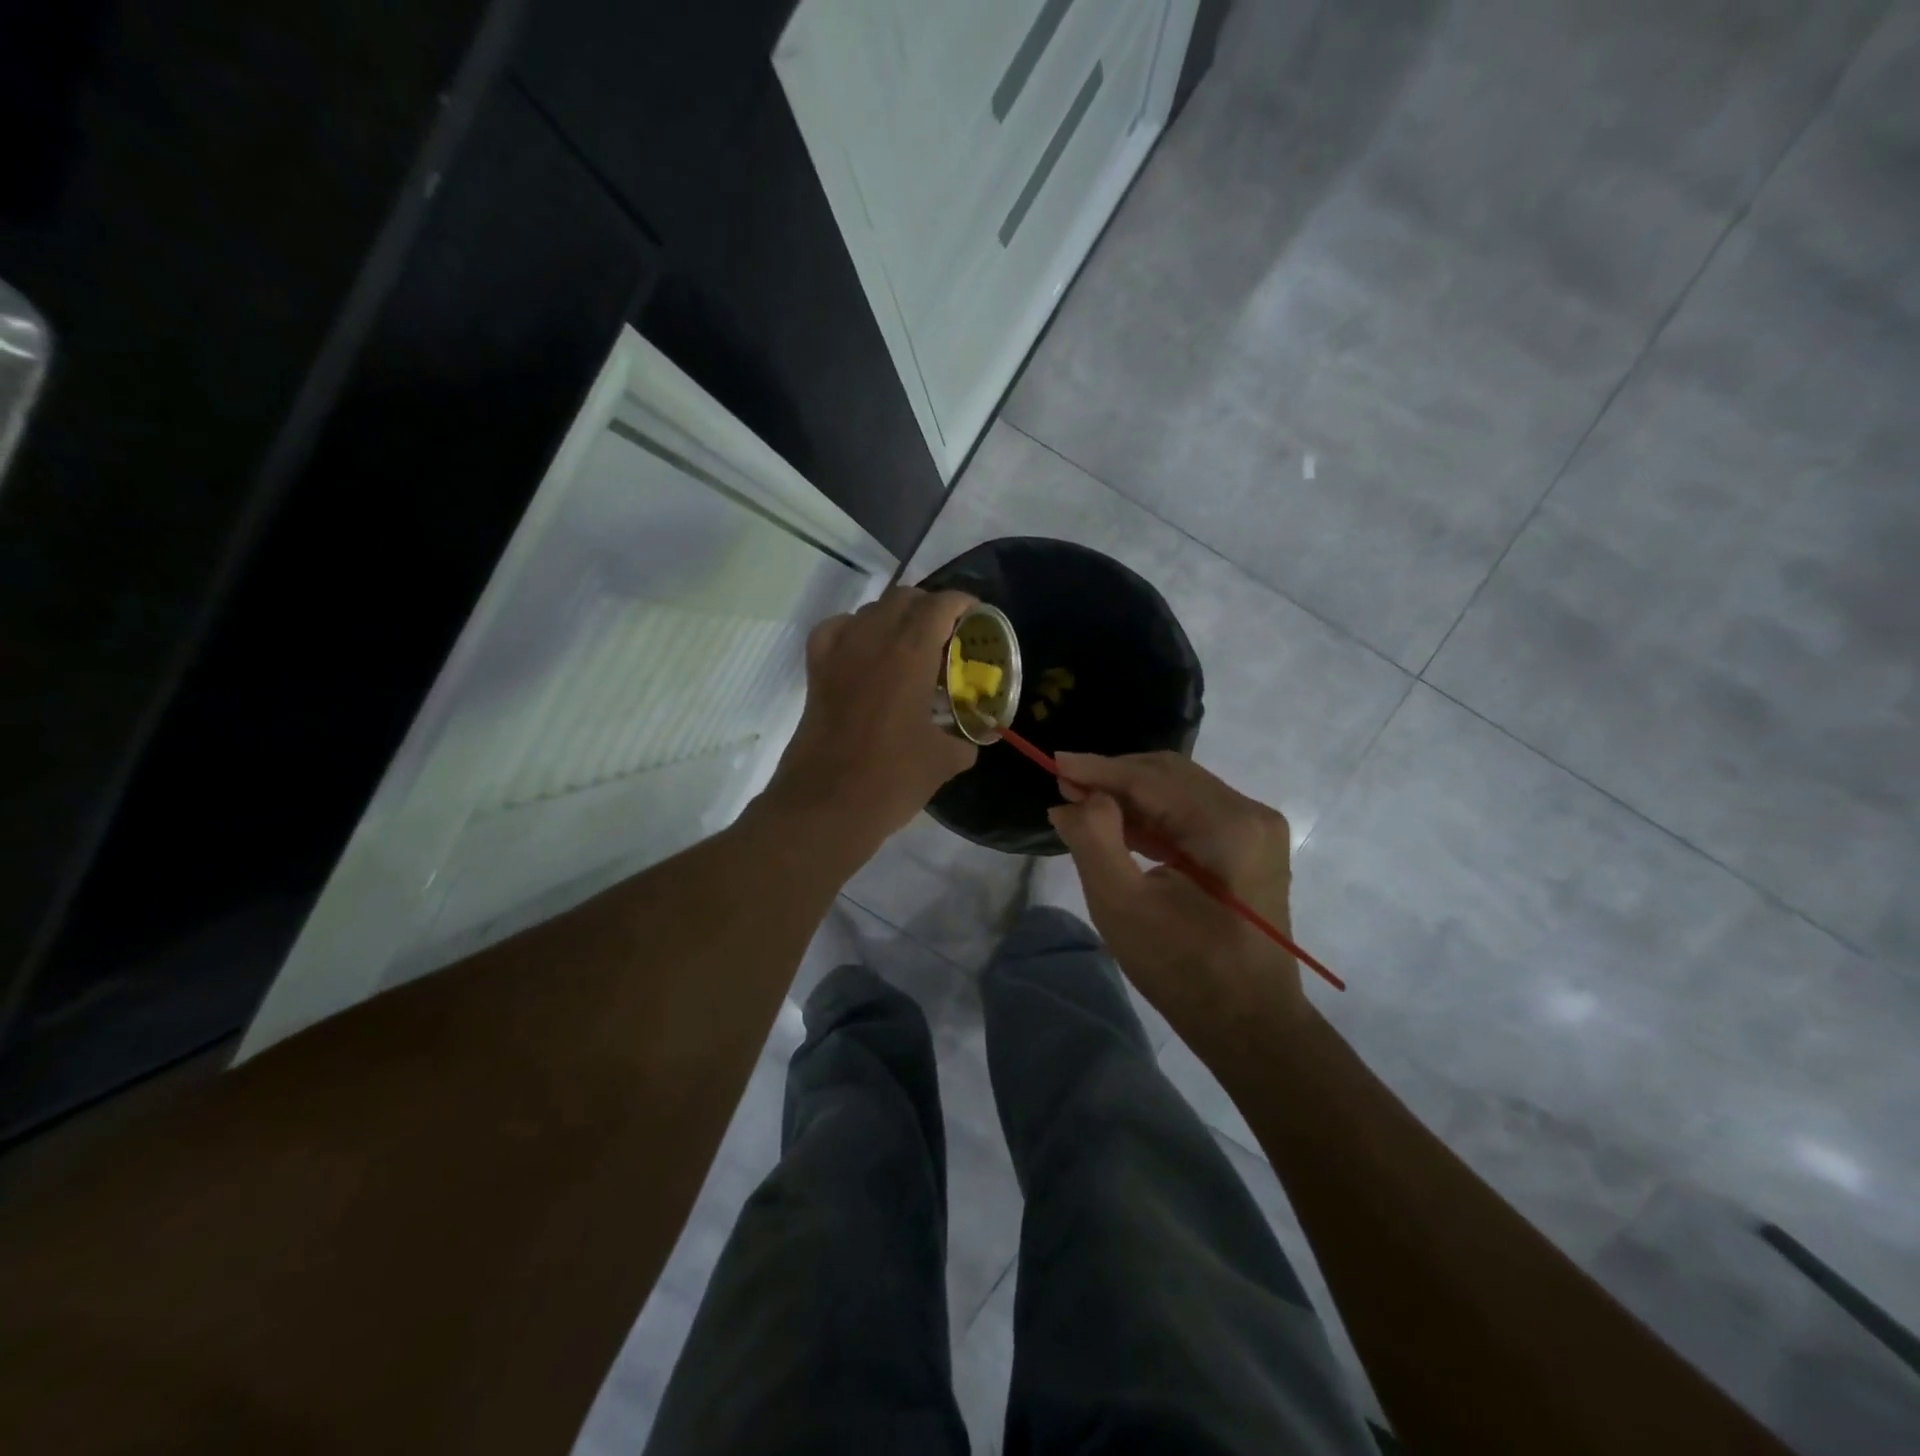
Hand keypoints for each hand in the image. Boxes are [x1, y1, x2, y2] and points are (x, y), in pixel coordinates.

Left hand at [761, 587, 978, 854]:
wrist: (827, 805)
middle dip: (929, 607)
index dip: (962, 602)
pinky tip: (864, 651)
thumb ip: (964, 740)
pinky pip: (835, 630)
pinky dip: (854, 630)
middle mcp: (872, 642)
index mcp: (910, 655)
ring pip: (870, 611)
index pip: (939, 606)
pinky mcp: (816, 673)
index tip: (976, 614)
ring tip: (911, 645)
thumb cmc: (892, 779)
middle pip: (903, 599)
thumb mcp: (944, 761)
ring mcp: (839, 654)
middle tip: (948, 632)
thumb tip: (971, 739)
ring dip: (894, 617)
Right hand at [1047, 752, 1309, 1054]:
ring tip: (1083, 803)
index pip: (1152, 778)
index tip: (1053, 763)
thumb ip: (1093, 841)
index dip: (1098, 769)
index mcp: (1228, 825)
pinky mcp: (1250, 846)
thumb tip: (1073, 799)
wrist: (1250, 1024)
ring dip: (1131, 794)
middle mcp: (1250, 813)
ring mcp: (1256, 829)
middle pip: (1169, 774)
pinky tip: (1119, 824)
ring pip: (1180, 790)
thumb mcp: (1122, 906)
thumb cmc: (1184, 970)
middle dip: (1114, 777)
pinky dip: (1153, 815)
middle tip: (1065, 785)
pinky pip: (1193, 813)